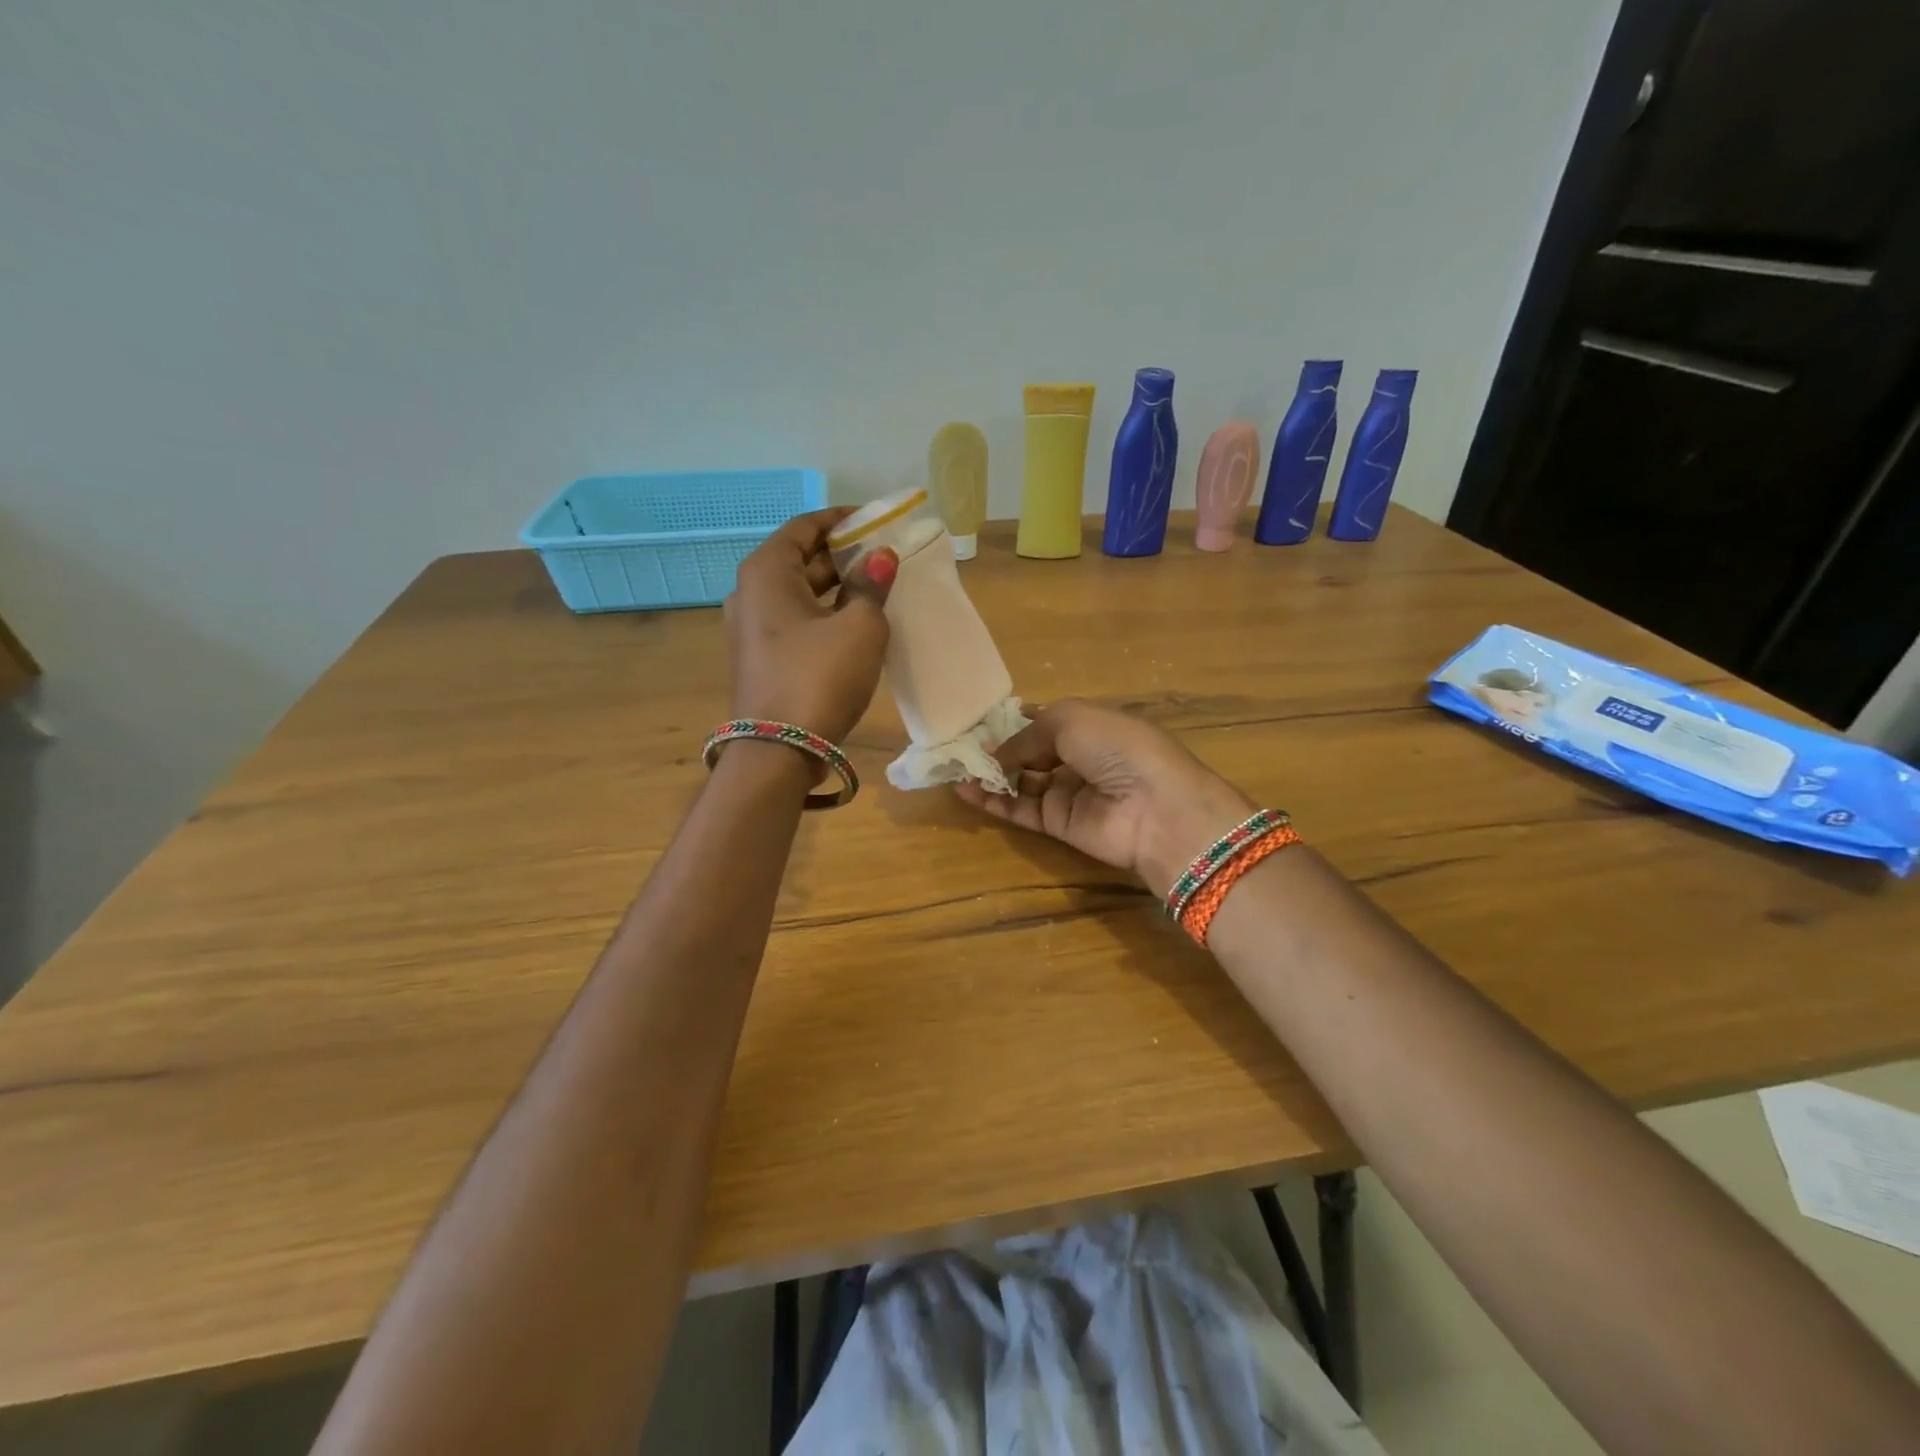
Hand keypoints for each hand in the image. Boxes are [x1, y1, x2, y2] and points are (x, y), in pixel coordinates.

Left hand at [724, 508, 896, 742]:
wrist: (778, 751)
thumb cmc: (819, 677)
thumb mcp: (859, 627)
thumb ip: (871, 586)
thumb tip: (881, 558)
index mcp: (766, 572)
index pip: (805, 527)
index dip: (842, 520)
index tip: (877, 521)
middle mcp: (750, 593)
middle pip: (801, 559)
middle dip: (843, 555)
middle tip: (886, 556)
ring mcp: (752, 628)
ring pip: (800, 593)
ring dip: (837, 587)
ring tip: (879, 588)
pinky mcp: (762, 658)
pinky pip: (797, 621)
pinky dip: (825, 614)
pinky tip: (857, 623)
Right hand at [954, 700, 1254, 898]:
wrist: (1155, 808)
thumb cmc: (1117, 748)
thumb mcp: (1071, 720)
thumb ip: (1027, 735)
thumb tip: (996, 753)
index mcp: (1090, 725)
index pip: (1046, 722)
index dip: (1015, 722)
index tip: (979, 722)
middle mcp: (1079, 758)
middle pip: (1030, 752)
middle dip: (998, 748)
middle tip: (960, 746)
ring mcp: (1069, 792)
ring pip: (1021, 782)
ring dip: (990, 774)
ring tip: (955, 768)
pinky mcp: (1059, 824)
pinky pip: (1020, 809)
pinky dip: (993, 800)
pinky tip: (965, 789)